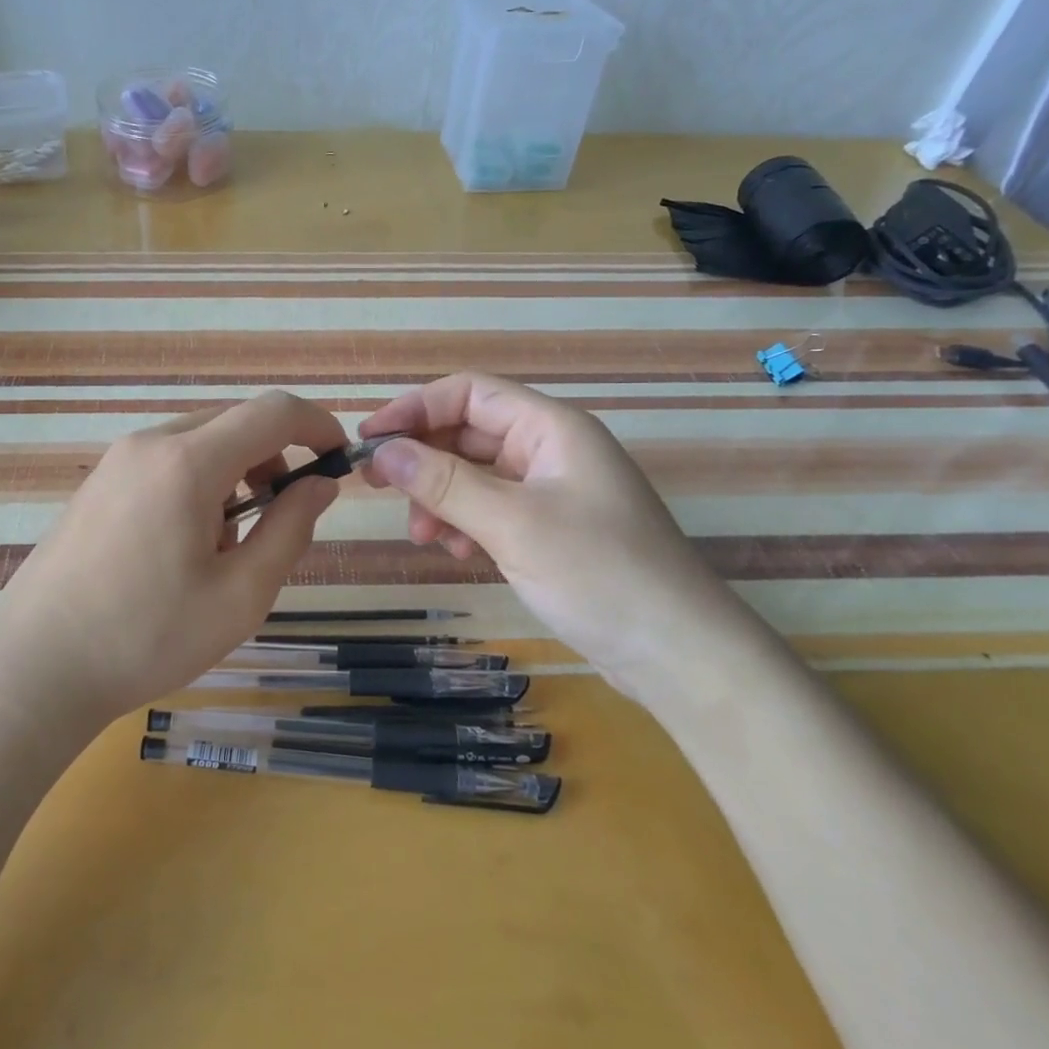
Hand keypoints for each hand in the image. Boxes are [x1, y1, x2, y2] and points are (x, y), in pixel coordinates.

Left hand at [0, 391, 346, 731]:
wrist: (33, 669)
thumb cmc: (146, 637)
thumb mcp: (240, 594)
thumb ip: (290, 528)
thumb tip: (319, 484)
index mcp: (187, 462)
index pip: (272, 411)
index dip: (317, 425)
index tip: (339, 459)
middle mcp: (149, 443)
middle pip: (235, 421)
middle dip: (275, 455)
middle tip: (284, 516)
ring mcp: (116, 460)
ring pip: (200, 440)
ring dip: (236, 472)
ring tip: (229, 545)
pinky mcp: (98, 483)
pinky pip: (166, 461)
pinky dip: (198, 482)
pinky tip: (184, 545)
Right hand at [359, 373, 774, 701]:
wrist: (677, 654)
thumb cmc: (599, 573)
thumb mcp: (513, 524)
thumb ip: (444, 483)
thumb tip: (383, 451)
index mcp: (552, 429)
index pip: (470, 394)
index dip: (416, 408)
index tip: (370, 438)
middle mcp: (551, 451)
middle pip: (470, 434)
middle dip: (424, 459)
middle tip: (380, 487)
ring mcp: (552, 493)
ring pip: (477, 476)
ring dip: (441, 498)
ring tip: (424, 535)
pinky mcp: (551, 531)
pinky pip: (492, 510)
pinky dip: (466, 524)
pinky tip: (456, 552)